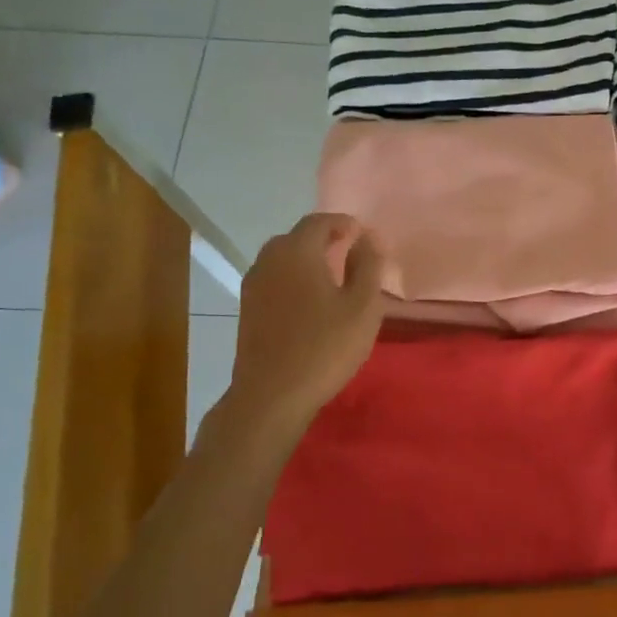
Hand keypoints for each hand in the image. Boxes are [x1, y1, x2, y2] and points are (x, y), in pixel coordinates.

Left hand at [223, 213, 384, 438]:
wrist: (272, 394)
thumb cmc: (325, 346)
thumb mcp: (363, 305)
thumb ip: (368, 266)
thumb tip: (367, 238)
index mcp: (297, 251)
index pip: (319, 222)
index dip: (343, 224)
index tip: (363, 236)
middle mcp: (268, 260)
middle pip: (297, 237)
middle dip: (324, 240)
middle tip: (350, 254)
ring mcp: (253, 285)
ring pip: (283, 260)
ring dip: (307, 261)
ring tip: (333, 279)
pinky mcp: (247, 310)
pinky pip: (275, 281)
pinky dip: (294, 281)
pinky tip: (310, 303)